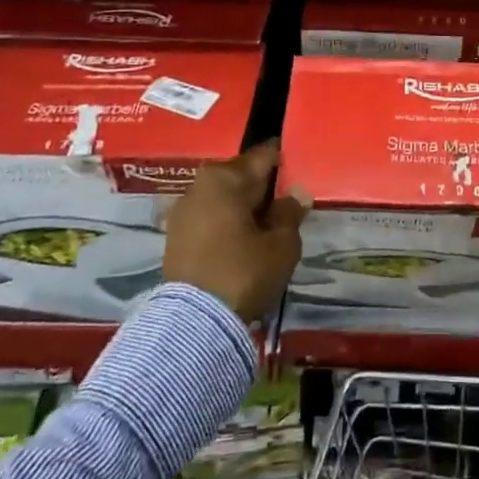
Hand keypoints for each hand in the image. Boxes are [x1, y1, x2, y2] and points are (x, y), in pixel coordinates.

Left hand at [162, 140, 308, 321]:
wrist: (193, 322)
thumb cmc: (243, 272)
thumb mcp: (281, 244)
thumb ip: (290, 213)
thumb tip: (295, 194)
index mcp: (226, 177)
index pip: (265, 156)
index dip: (287, 161)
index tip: (303, 171)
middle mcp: (200, 185)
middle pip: (242, 176)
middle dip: (265, 188)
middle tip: (288, 205)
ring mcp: (183, 211)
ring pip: (225, 198)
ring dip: (245, 208)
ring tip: (268, 227)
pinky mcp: (175, 237)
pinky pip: (211, 218)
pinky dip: (228, 224)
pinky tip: (244, 242)